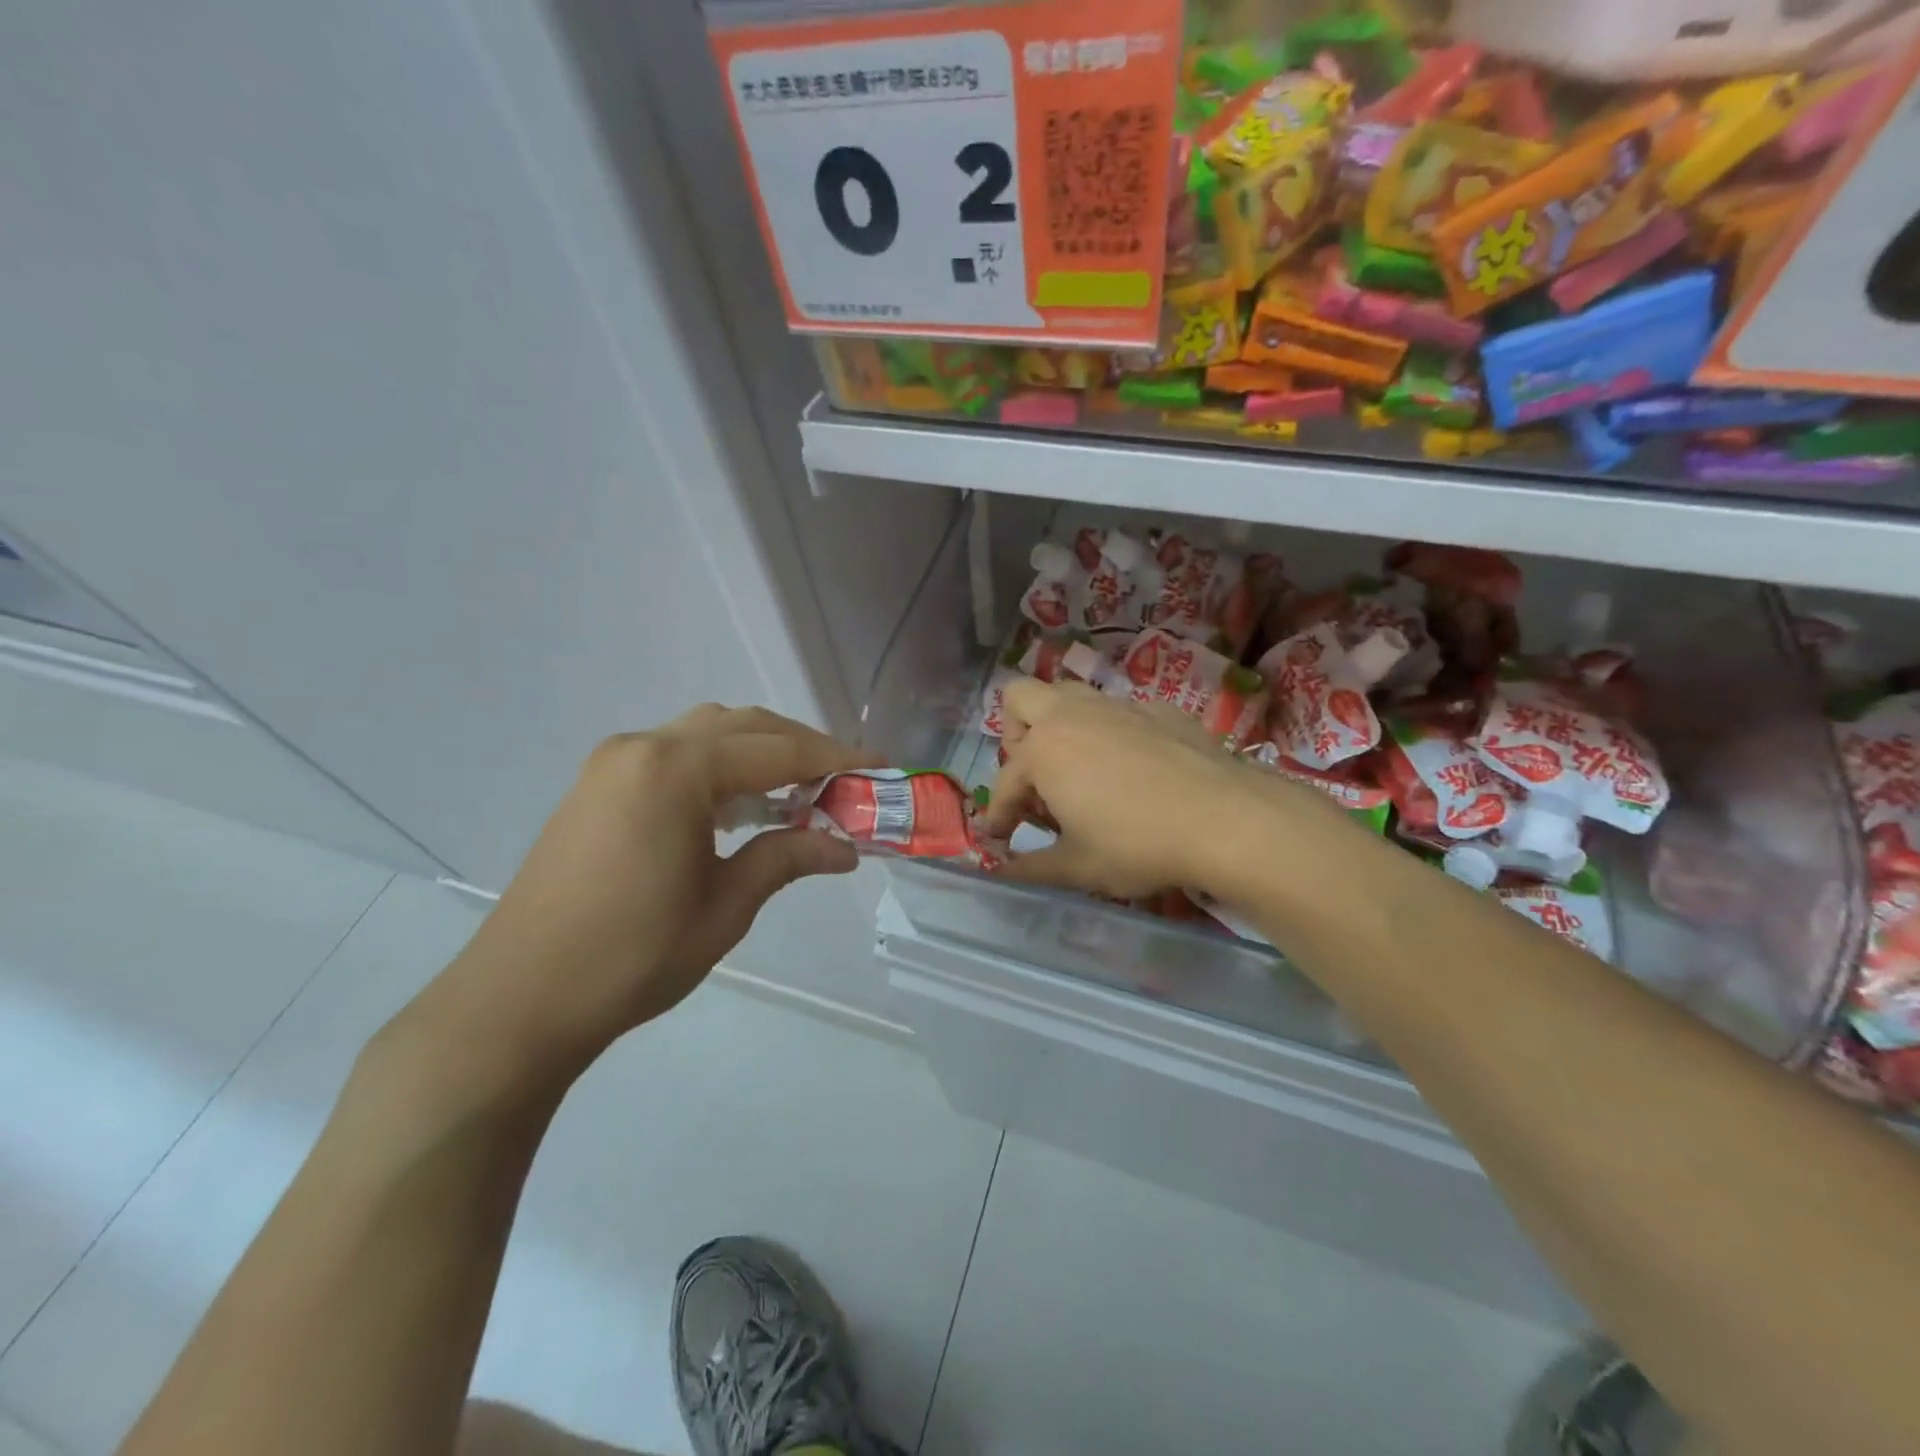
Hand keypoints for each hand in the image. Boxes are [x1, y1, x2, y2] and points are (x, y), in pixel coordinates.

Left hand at [404, 705, 880, 1084]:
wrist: (519, 1000)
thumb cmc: (633, 956)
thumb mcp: (725, 906)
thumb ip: (788, 858)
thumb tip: (846, 847)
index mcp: (675, 769)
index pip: (776, 749)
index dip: (835, 757)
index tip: (879, 766)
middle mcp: (642, 747)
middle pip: (742, 726)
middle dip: (799, 747)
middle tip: (844, 780)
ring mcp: (613, 763)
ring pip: (706, 733)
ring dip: (758, 752)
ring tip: (797, 791)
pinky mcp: (597, 786)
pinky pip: (674, 754)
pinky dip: (718, 766)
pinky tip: (737, 805)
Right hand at [981, 678, 1336, 901]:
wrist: (1226, 819)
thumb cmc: (1138, 845)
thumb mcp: (1078, 867)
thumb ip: (1031, 869)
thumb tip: (1002, 873)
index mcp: (1043, 751)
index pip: (1005, 782)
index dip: (999, 815)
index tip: (1002, 840)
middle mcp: (1073, 715)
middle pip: (1021, 697)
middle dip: (1015, 734)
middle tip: (1034, 777)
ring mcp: (1118, 706)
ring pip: (1071, 695)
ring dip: (1060, 724)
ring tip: (1077, 768)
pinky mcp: (1159, 709)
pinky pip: (1118, 710)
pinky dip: (1110, 732)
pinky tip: (1133, 769)